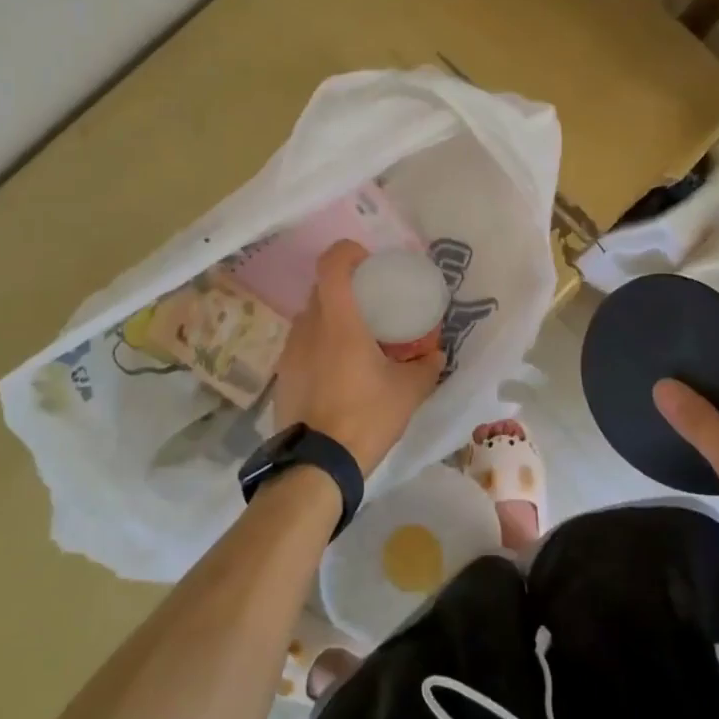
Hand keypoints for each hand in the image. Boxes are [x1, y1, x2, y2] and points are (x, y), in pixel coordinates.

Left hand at [274, 241, 445, 475]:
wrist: (316, 466)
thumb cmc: (365, 417)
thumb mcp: (408, 392)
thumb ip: (426, 367)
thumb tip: (435, 354)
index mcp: (338, 320)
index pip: (331, 263)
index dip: (348, 252)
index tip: (369, 262)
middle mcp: (308, 327)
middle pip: (322, 288)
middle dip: (346, 288)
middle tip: (371, 305)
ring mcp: (289, 351)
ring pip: (311, 318)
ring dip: (332, 320)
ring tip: (356, 342)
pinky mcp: (282, 375)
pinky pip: (302, 346)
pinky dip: (320, 347)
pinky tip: (339, 374)